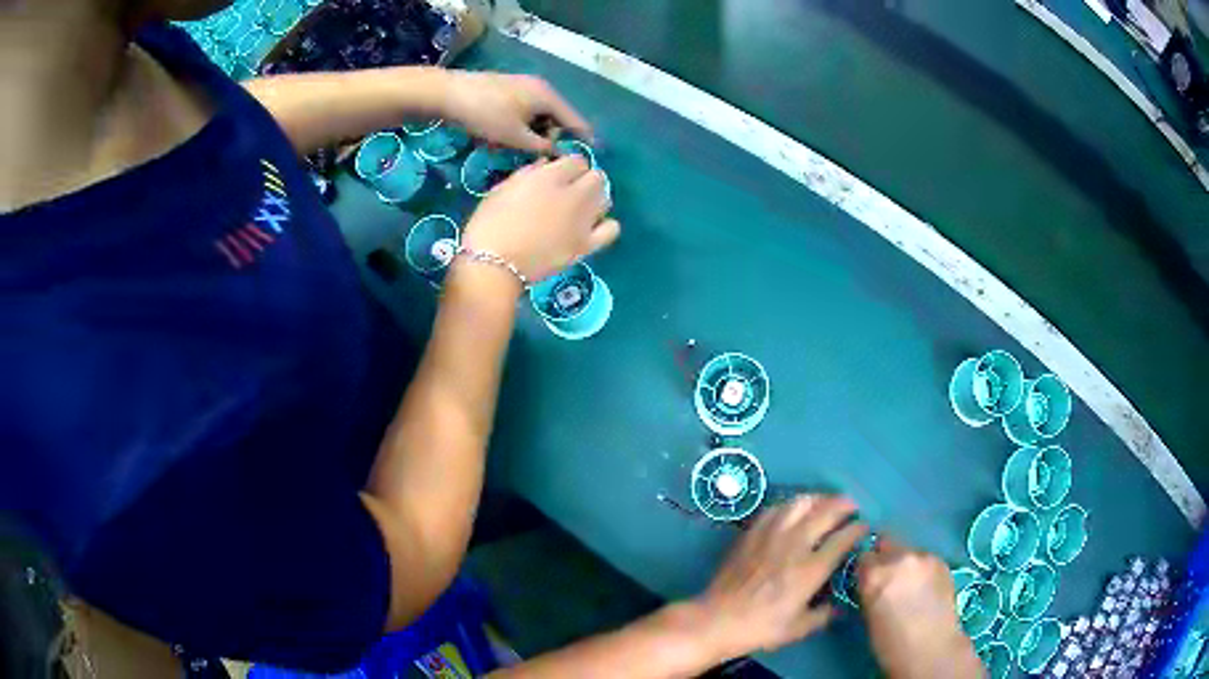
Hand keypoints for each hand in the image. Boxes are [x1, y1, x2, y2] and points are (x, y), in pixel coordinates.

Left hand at [441, 72, 591, 151]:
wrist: (449, 94)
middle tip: (536, 157)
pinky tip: (502, 137)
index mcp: (548, 97)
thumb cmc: (486, 115)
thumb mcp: (515, 136)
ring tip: (512, 148)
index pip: (575, 120)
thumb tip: (558, 153)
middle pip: (555, 118)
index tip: (594, 155)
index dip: (584, 138)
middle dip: (549, 138)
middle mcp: (540, 88)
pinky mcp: (507, 90)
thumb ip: (541, 146)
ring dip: (531, 134)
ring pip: (537, 116)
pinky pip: (523, 112)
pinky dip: (519, 126)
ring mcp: (523, 87)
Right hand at [460, 156, 617, 284]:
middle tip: (571, 191)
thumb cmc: (488, 224)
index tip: (559, 174)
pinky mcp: (586, 245)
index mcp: (550, 177)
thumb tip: (546, 165)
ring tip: (581, 208)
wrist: (494, 266)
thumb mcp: (501, 190)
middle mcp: (573, 195)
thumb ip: (527, 174)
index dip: (569, 166)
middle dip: (586, 180)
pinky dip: (606, 225)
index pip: (577, 160)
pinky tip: (592, 227)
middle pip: (597, 177)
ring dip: (596, 199)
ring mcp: (583, 221)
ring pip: (606, 199)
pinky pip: (612, 229)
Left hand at [686, 495, 867, 663]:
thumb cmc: (760, 628)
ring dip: (819, 499)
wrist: (717, 619)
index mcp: (810, 570)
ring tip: (826, 504)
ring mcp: (771, 535)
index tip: (866, 527)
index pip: (843, 538)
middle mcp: (794, 545)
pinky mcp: (752, 533)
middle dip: (845, 505)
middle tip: (852, 508)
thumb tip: (840, 605)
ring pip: (801, 503)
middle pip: (826, 511)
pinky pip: (776, 508)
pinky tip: (795, 510)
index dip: (859, 529)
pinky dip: (792, 504)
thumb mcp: (798, 629)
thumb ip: (824, 615)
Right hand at [857, 538, 980, 678]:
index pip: (863, 557)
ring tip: (910, 587)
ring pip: (908, 551)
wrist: (931, 649)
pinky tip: (925, 589)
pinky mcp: (942, 561)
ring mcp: (924, 556)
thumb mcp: (868, 615)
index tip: (867, 581)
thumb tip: (872, 582)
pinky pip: (926, 559)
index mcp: (875, 573)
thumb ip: (870, 589)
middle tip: (888, 581)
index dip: (864, 570)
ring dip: (905, 564)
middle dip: (885, 559)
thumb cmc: (890, 643)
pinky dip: (922, 569)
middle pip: (886, 543)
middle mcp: (899, 557)